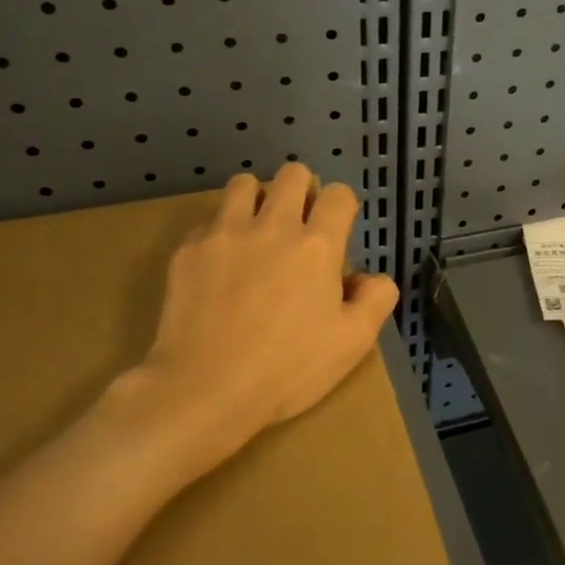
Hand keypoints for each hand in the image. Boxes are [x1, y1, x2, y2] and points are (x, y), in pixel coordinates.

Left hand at [101, 164, 399, 486]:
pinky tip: (222, 265)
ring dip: (258, 199)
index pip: (338, 194)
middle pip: (291, 174)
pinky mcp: (188, 250)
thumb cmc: (288, 369)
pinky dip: (221, 232)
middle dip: (302, 190)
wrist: (204, 389)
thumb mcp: (353, 342)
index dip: (342, 207)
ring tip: (258, 232)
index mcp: (317, 245)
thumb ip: (376, 298)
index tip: (337, 231)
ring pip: (243, 184)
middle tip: (300, 226)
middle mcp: (272, 226)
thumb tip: (369, 277)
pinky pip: (208, 221)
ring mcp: (225, 234)